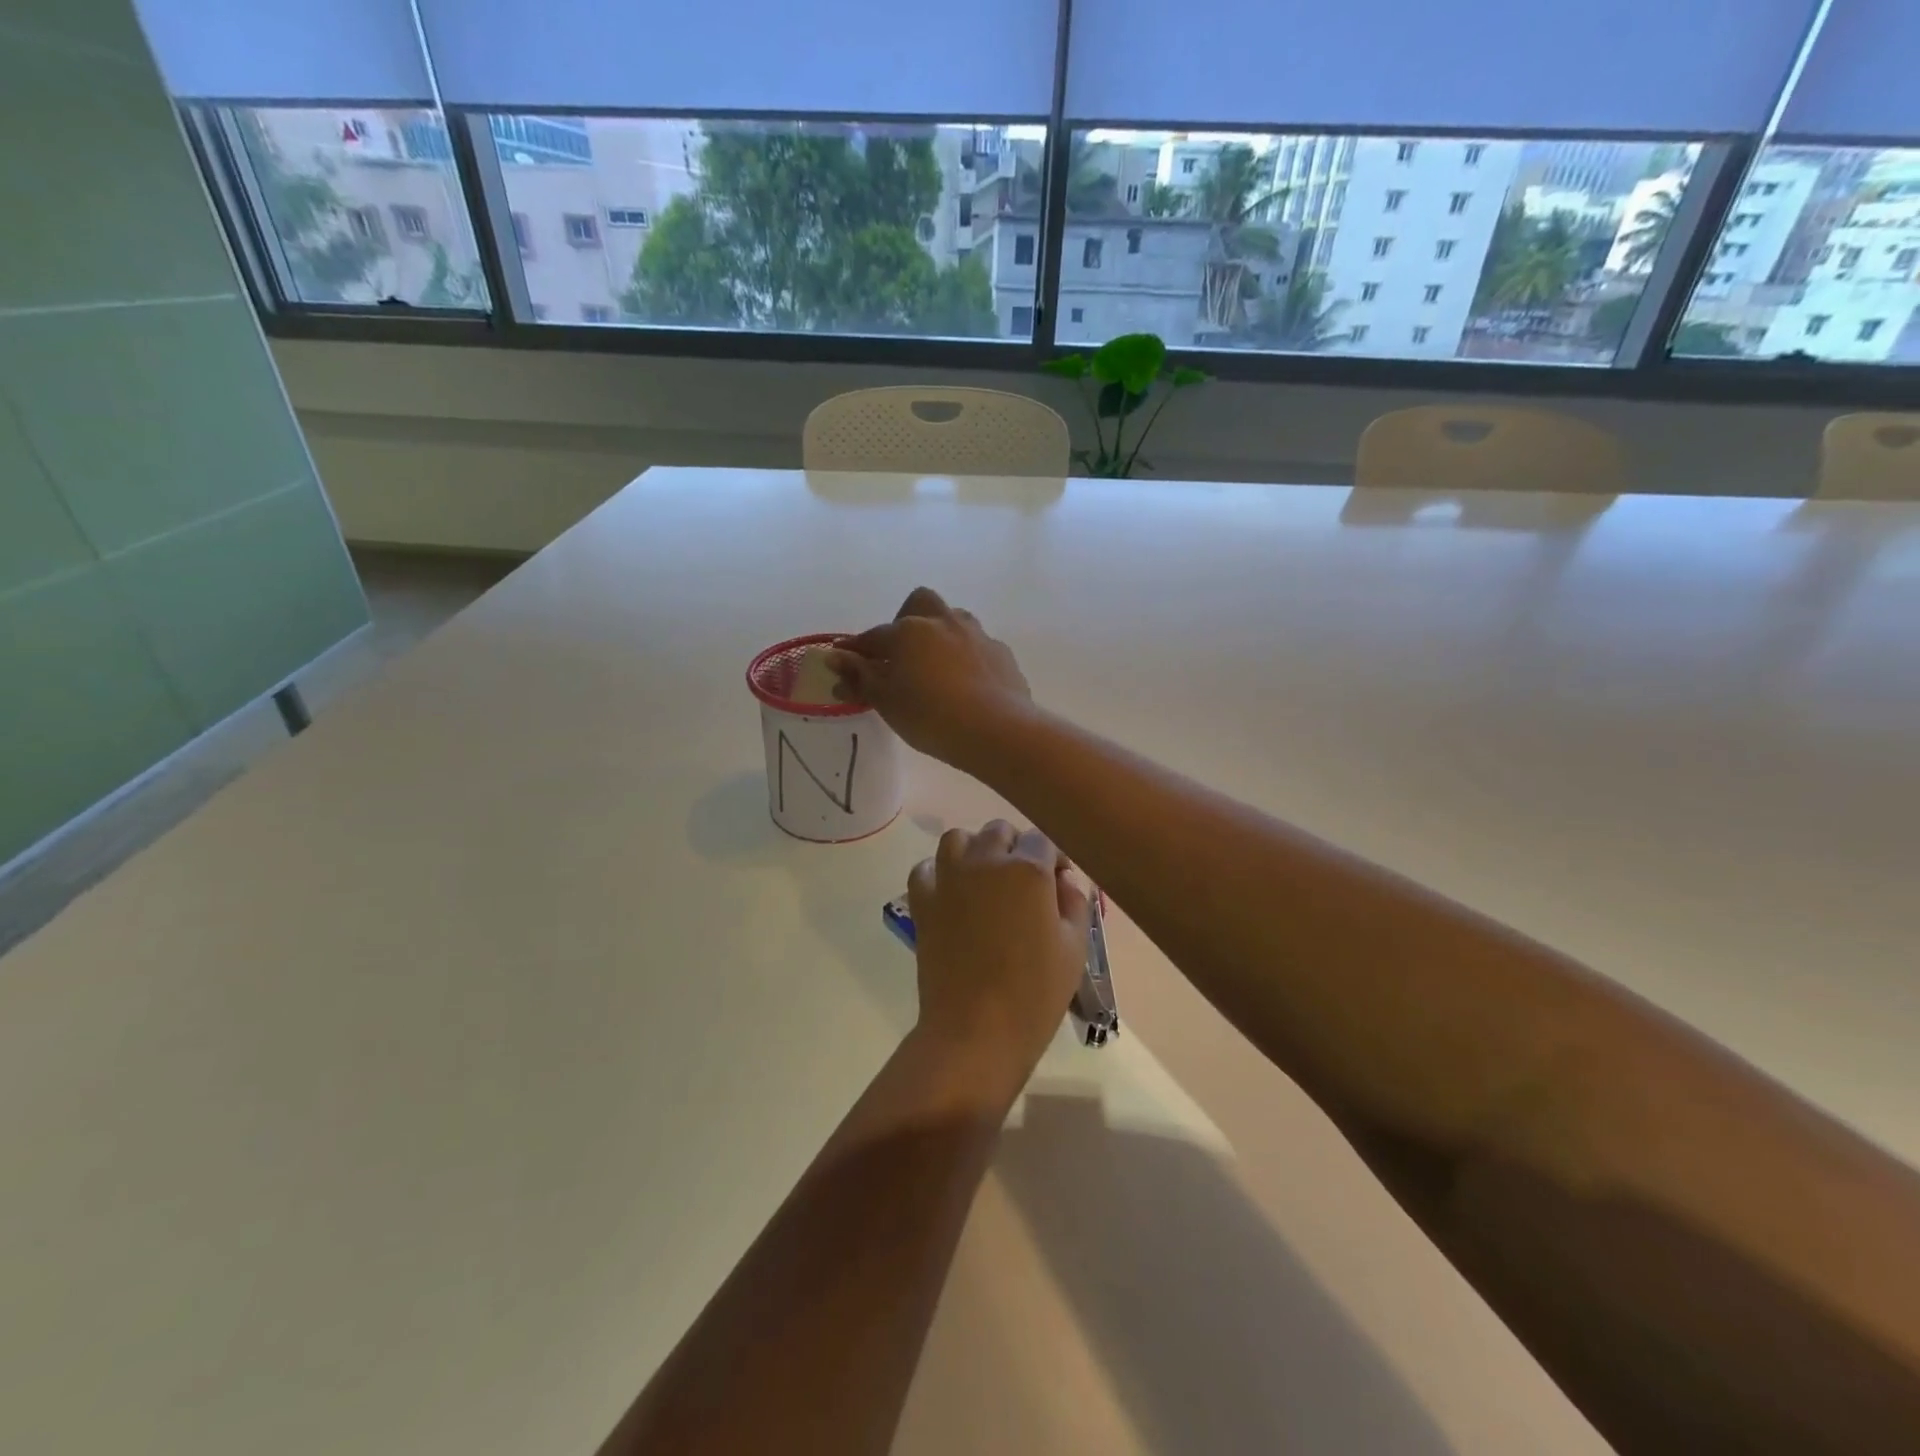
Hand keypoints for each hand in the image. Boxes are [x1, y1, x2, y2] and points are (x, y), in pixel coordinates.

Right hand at [825, 588, 1031, 770]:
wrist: (995, 729)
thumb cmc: (930, 716)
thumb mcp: (887, 701)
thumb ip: (860, 677)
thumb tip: (836, 658)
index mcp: (909, 631)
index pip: (873, 637)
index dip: (855, 649)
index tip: (843, 658)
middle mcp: (943, 622)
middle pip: (919, 604)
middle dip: (906, 620)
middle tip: (900, 652)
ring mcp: (977, 635)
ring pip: (953, 620)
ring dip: (940, 634)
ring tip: (934, 665)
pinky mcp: (1001, 654)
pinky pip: (977, 646)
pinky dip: (966, 657)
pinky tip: (966, 682)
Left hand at [905, 821, 1090, 1100]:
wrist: (976, 1030)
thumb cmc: (1035, 993)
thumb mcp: (1074, 948)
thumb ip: (1074, 903)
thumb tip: (1064, 880)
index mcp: (1027, 870)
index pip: (1042, 841)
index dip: (1053, 859)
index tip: (1058, 883)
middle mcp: (985, 861)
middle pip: (999, 832)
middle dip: (1015, 848)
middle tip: (1024, 882)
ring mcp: (948, 878)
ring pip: (958, 839)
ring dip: (974, 850)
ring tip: (985, 879)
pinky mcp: (922, 900)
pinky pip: (926, 868)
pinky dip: (939, 872)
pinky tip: (952, 894)